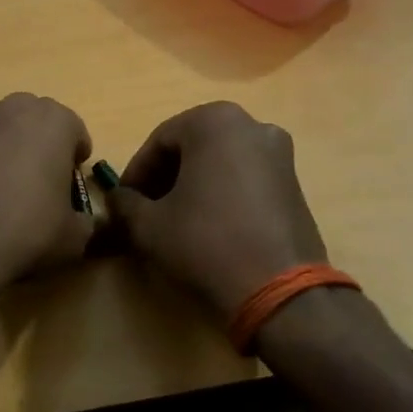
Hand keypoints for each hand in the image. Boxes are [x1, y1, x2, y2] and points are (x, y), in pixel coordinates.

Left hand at [0, 93, 93, 301]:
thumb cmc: (27, 229)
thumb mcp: (74, 237)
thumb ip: (85, 221)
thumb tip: (81, 221)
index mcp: (54, 120)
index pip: (76, 132)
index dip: (77, 160)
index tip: (72, 185)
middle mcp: (16, 109)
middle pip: (40, 123)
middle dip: (46, 145)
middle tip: (46, 182)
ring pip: (9, 131)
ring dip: (15, 150)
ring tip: (14, 189)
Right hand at [107, 102, 328, 319]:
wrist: (279, 290)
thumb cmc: (205, 243)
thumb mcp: (149, 225)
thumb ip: (125, 204)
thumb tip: (117, 199)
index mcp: (214, 121)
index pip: (159, 141)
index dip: (136, 173)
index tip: (124, 201)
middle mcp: (251, 125)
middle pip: (192, 147)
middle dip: (165, 176)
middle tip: (147, 209)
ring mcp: (280, 153)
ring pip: (220, 161)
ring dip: (193, 184)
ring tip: (176, 220)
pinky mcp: (295, 183)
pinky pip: (246, 177)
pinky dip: (222, 193)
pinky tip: (210, 227)